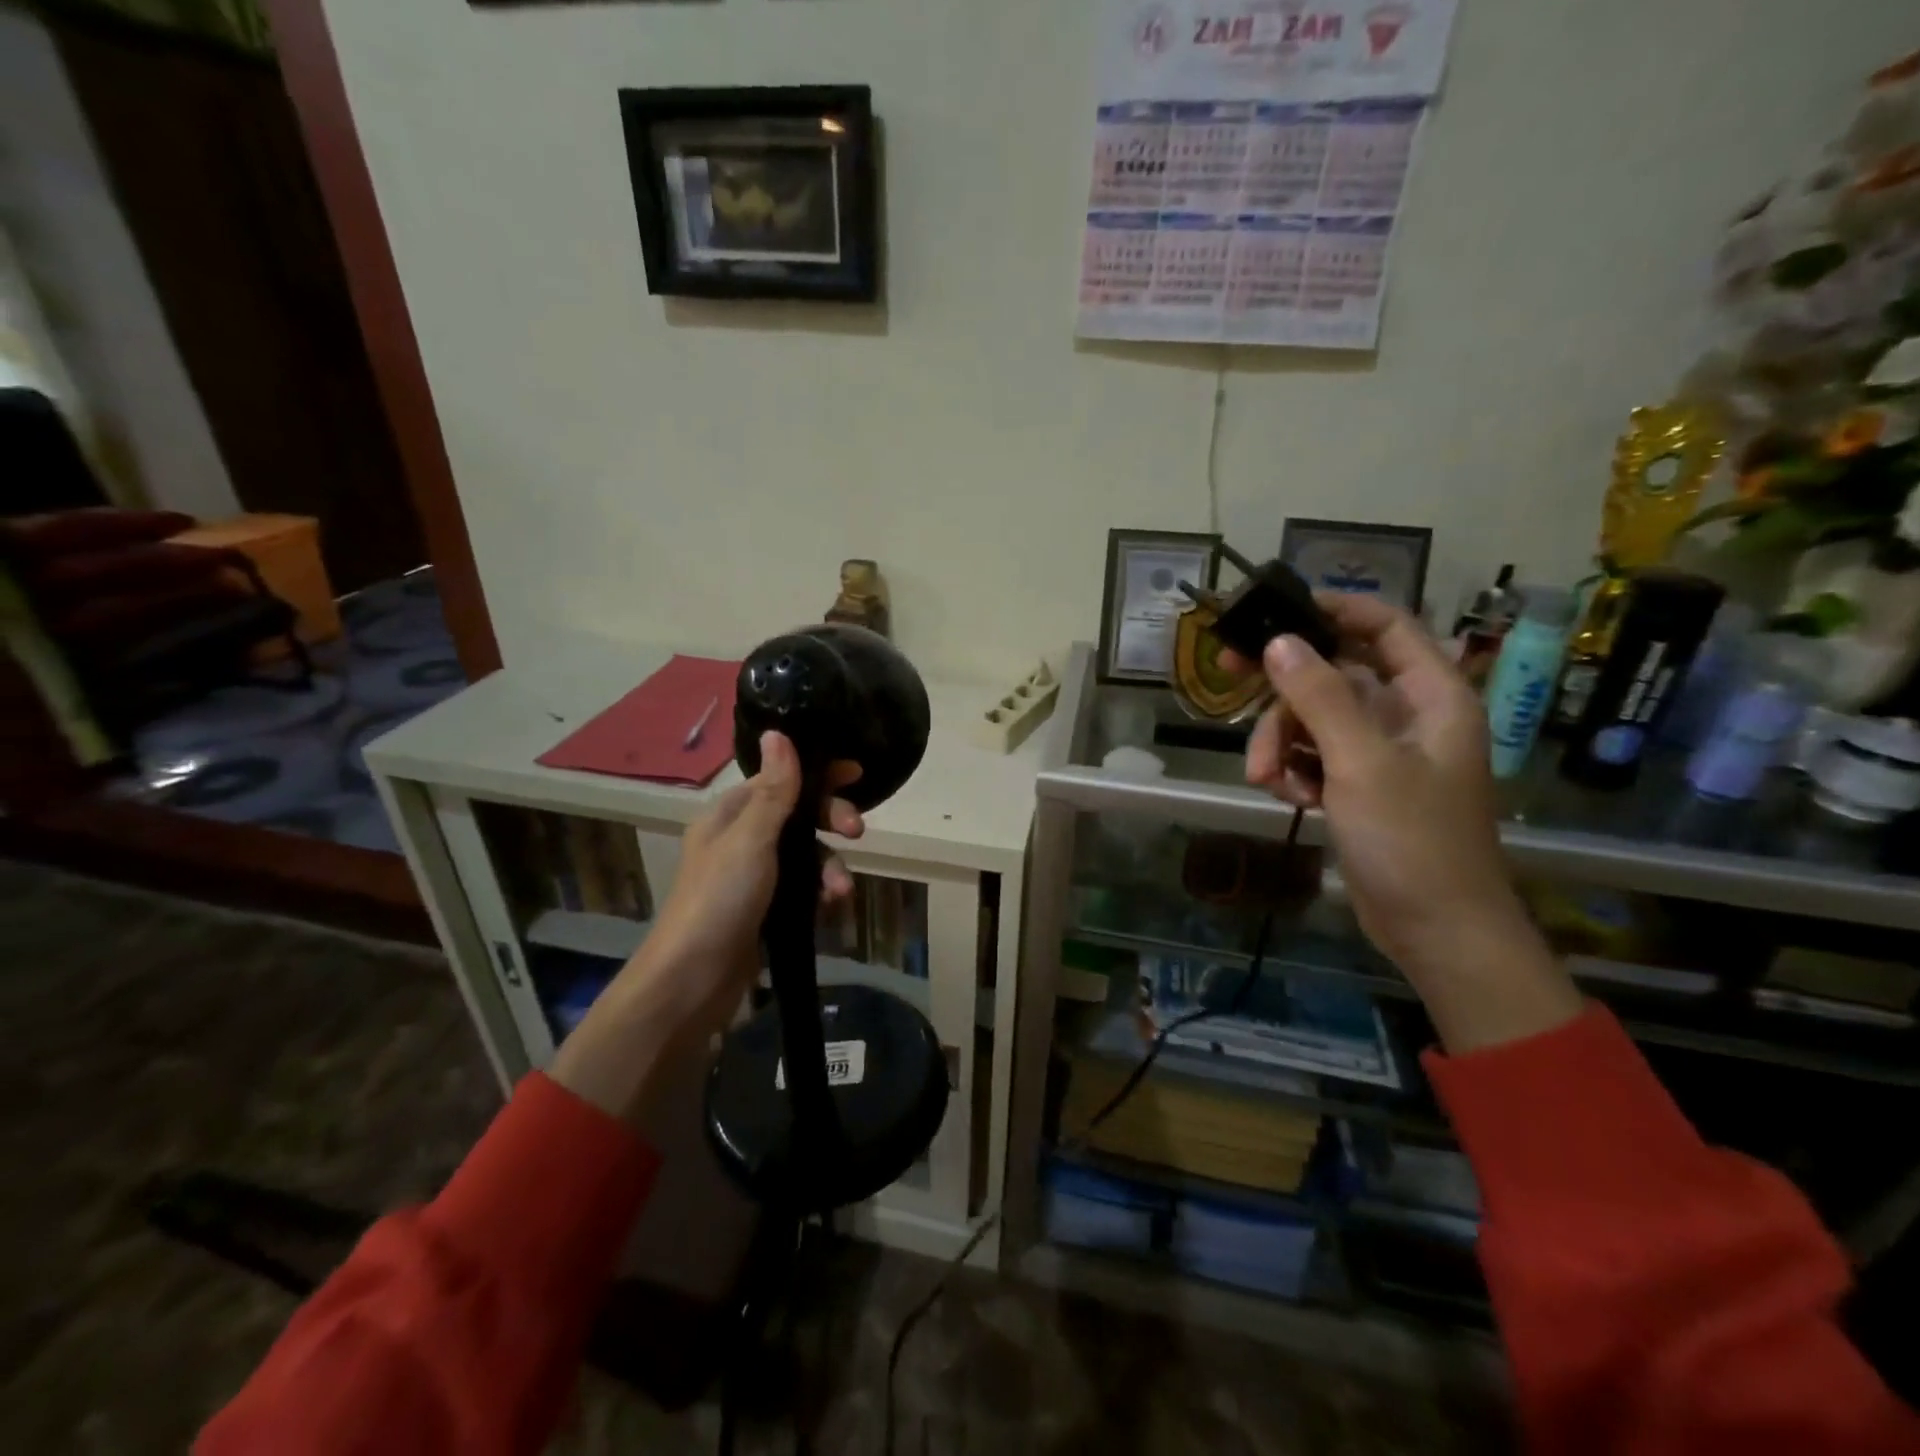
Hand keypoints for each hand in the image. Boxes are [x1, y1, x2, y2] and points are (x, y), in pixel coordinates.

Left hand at [550, 731, 864, 1123]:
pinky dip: (820, 893)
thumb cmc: (720, 899)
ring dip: (829, 866)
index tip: (854, 773)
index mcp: (730, 815)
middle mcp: (741, 839)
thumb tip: (777, 732)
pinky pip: (803, 888)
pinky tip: (832, 907)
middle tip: (857, 830)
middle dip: (830, 820)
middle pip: (798, 815)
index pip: (779, 779)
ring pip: (806, 855)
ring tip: (840, 891)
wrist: (692, 981)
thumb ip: (773, 790)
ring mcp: (753, 877)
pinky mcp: (765, 909)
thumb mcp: (751, 839)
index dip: (816, 773)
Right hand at [1228, 593, 1581, 1052]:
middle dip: (1284, 688)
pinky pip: (1313, 756)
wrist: (1436, 930)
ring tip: (1265, 779)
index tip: (1277, 610)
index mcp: (1431, 697)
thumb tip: (1278, 641)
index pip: (1386, 626)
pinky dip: (1294, 770)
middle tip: (1228, 675)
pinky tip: (1289, 797)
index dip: (1335, 609)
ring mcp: (1380, 753)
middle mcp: (1407, 716)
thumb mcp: (1361, 762)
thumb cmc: (1412, 840)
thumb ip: (1319, 697)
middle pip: (1334, 673)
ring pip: (1313, 719)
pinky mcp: (1358, 785)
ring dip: (1280, 742)